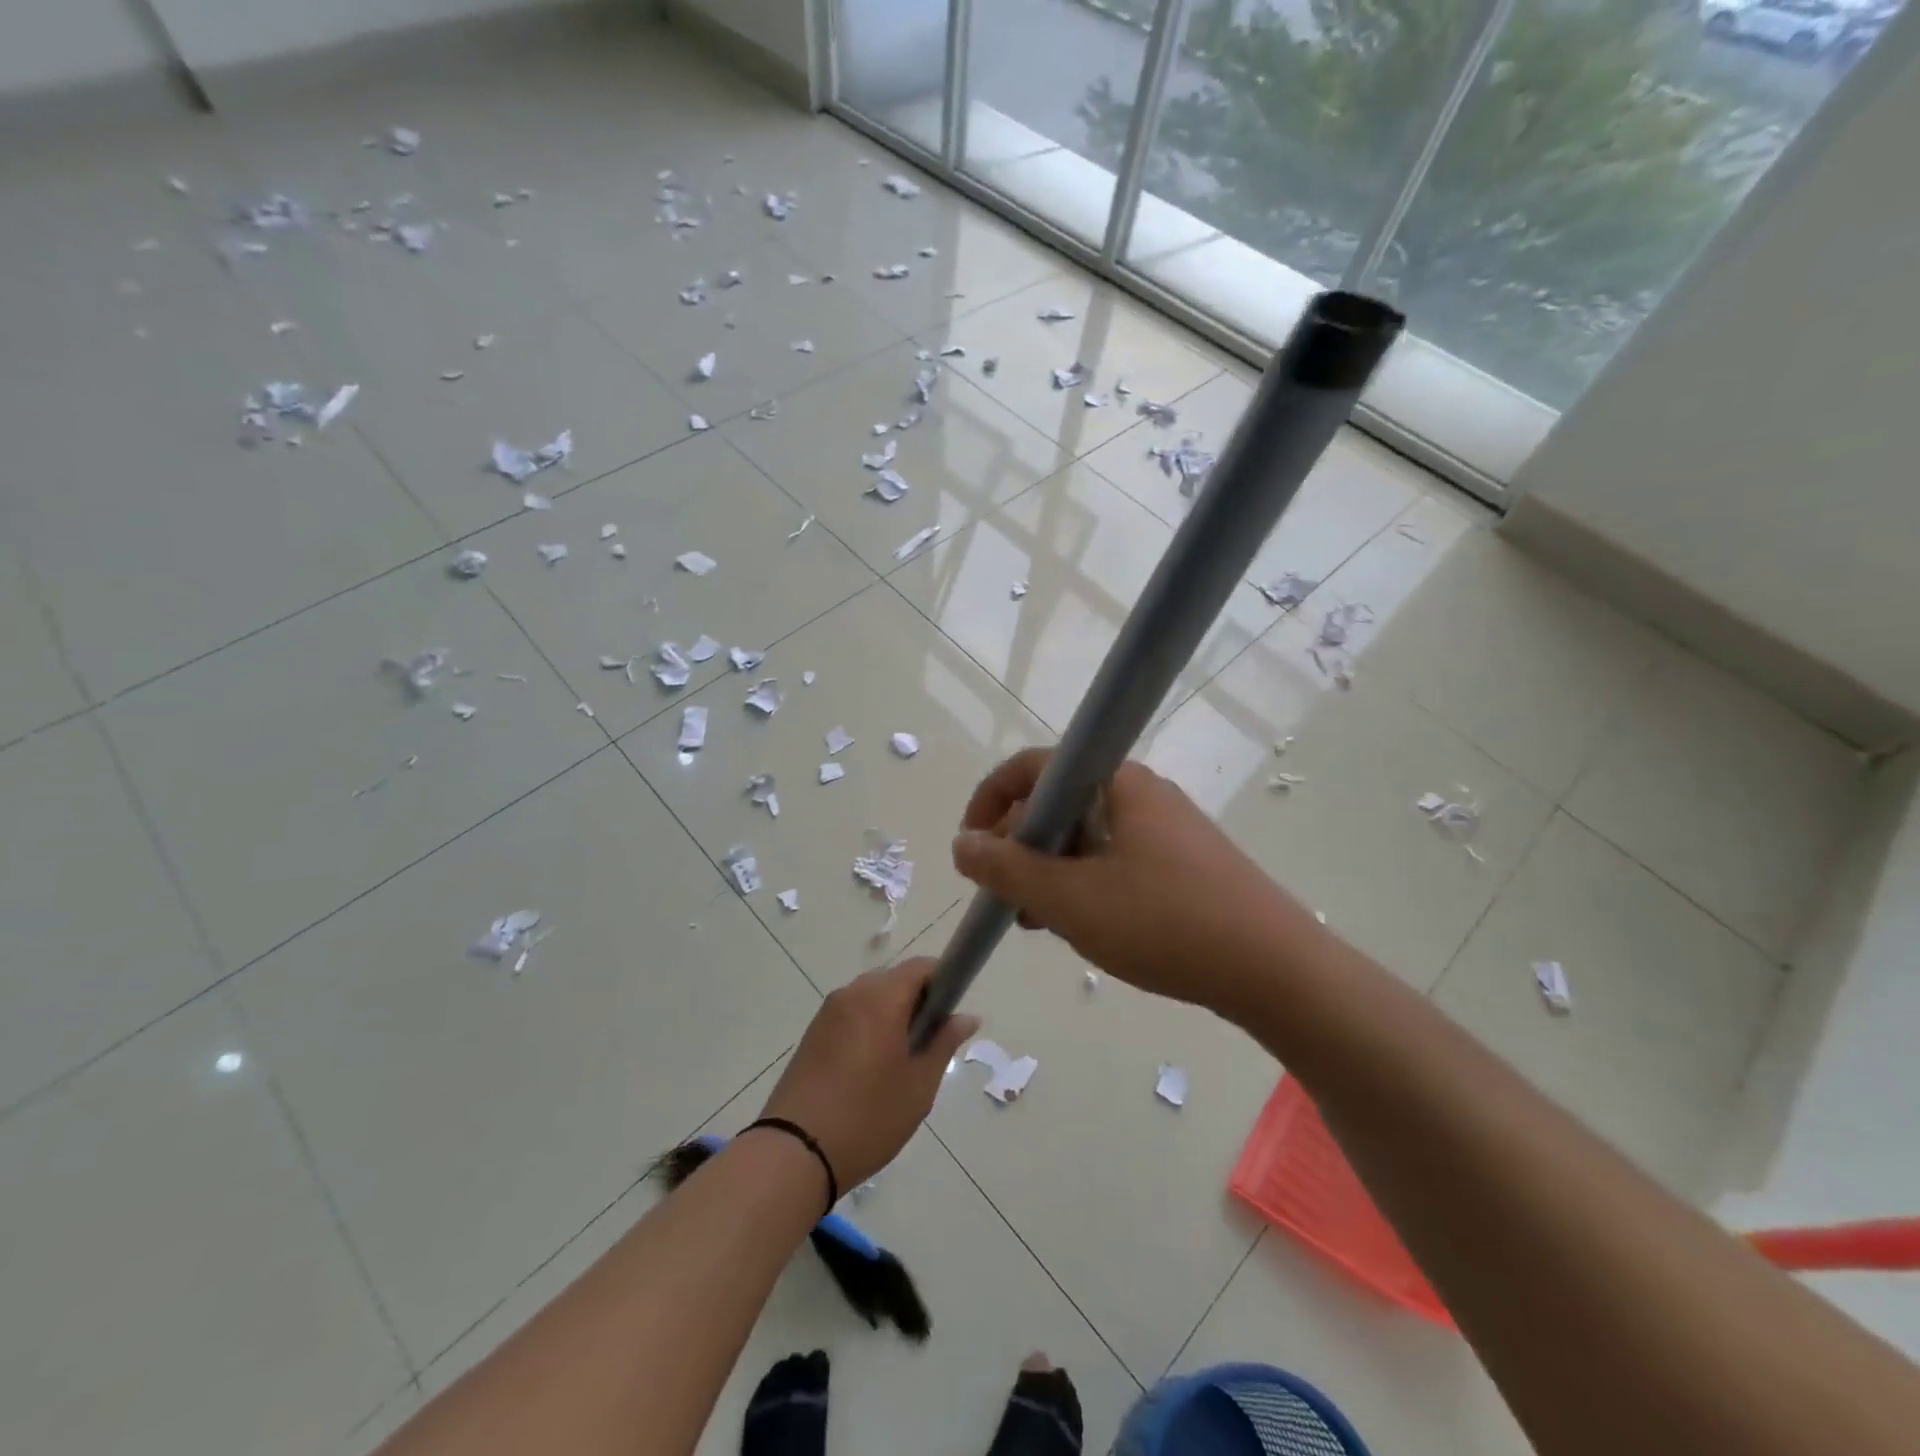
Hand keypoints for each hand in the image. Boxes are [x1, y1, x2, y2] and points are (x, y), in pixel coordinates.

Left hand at [758, 959, 978, 1189]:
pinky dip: (868, 1027)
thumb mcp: (919, 1085)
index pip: (921, 967)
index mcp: (881, 998)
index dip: (943, 982)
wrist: (794, 1153)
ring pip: (871, 997)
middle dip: (917, 1002)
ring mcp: (828, 1012)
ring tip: (899, 1063)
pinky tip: (870, 1069)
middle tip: (928, 1046)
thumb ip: (944, 1042)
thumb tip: (967, 1016)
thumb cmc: (868, 1117)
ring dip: (891, 1015)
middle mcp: (852, 993)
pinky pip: (851, 1014)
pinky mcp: (813, 1033)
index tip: (950, 1016)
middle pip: (895, 979)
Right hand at [951, 749, 1314, 1016]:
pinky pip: (1114, 859)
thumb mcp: (1070, 899)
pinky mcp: (1182, 863)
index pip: (1032, 767)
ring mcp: (1165, 828)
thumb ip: (1007, 868)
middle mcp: (1140, 793)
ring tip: (1040, 923)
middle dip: (1020, 846)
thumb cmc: (1165, 923)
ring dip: (1051, 872)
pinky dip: (1085, 885)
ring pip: (1085, 836)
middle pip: (1057, 802)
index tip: (972, 849)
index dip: (990, 800)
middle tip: (1007, 897)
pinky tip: (1084, 928)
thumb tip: (963, 843)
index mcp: (1115, 783)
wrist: (1277, 970)